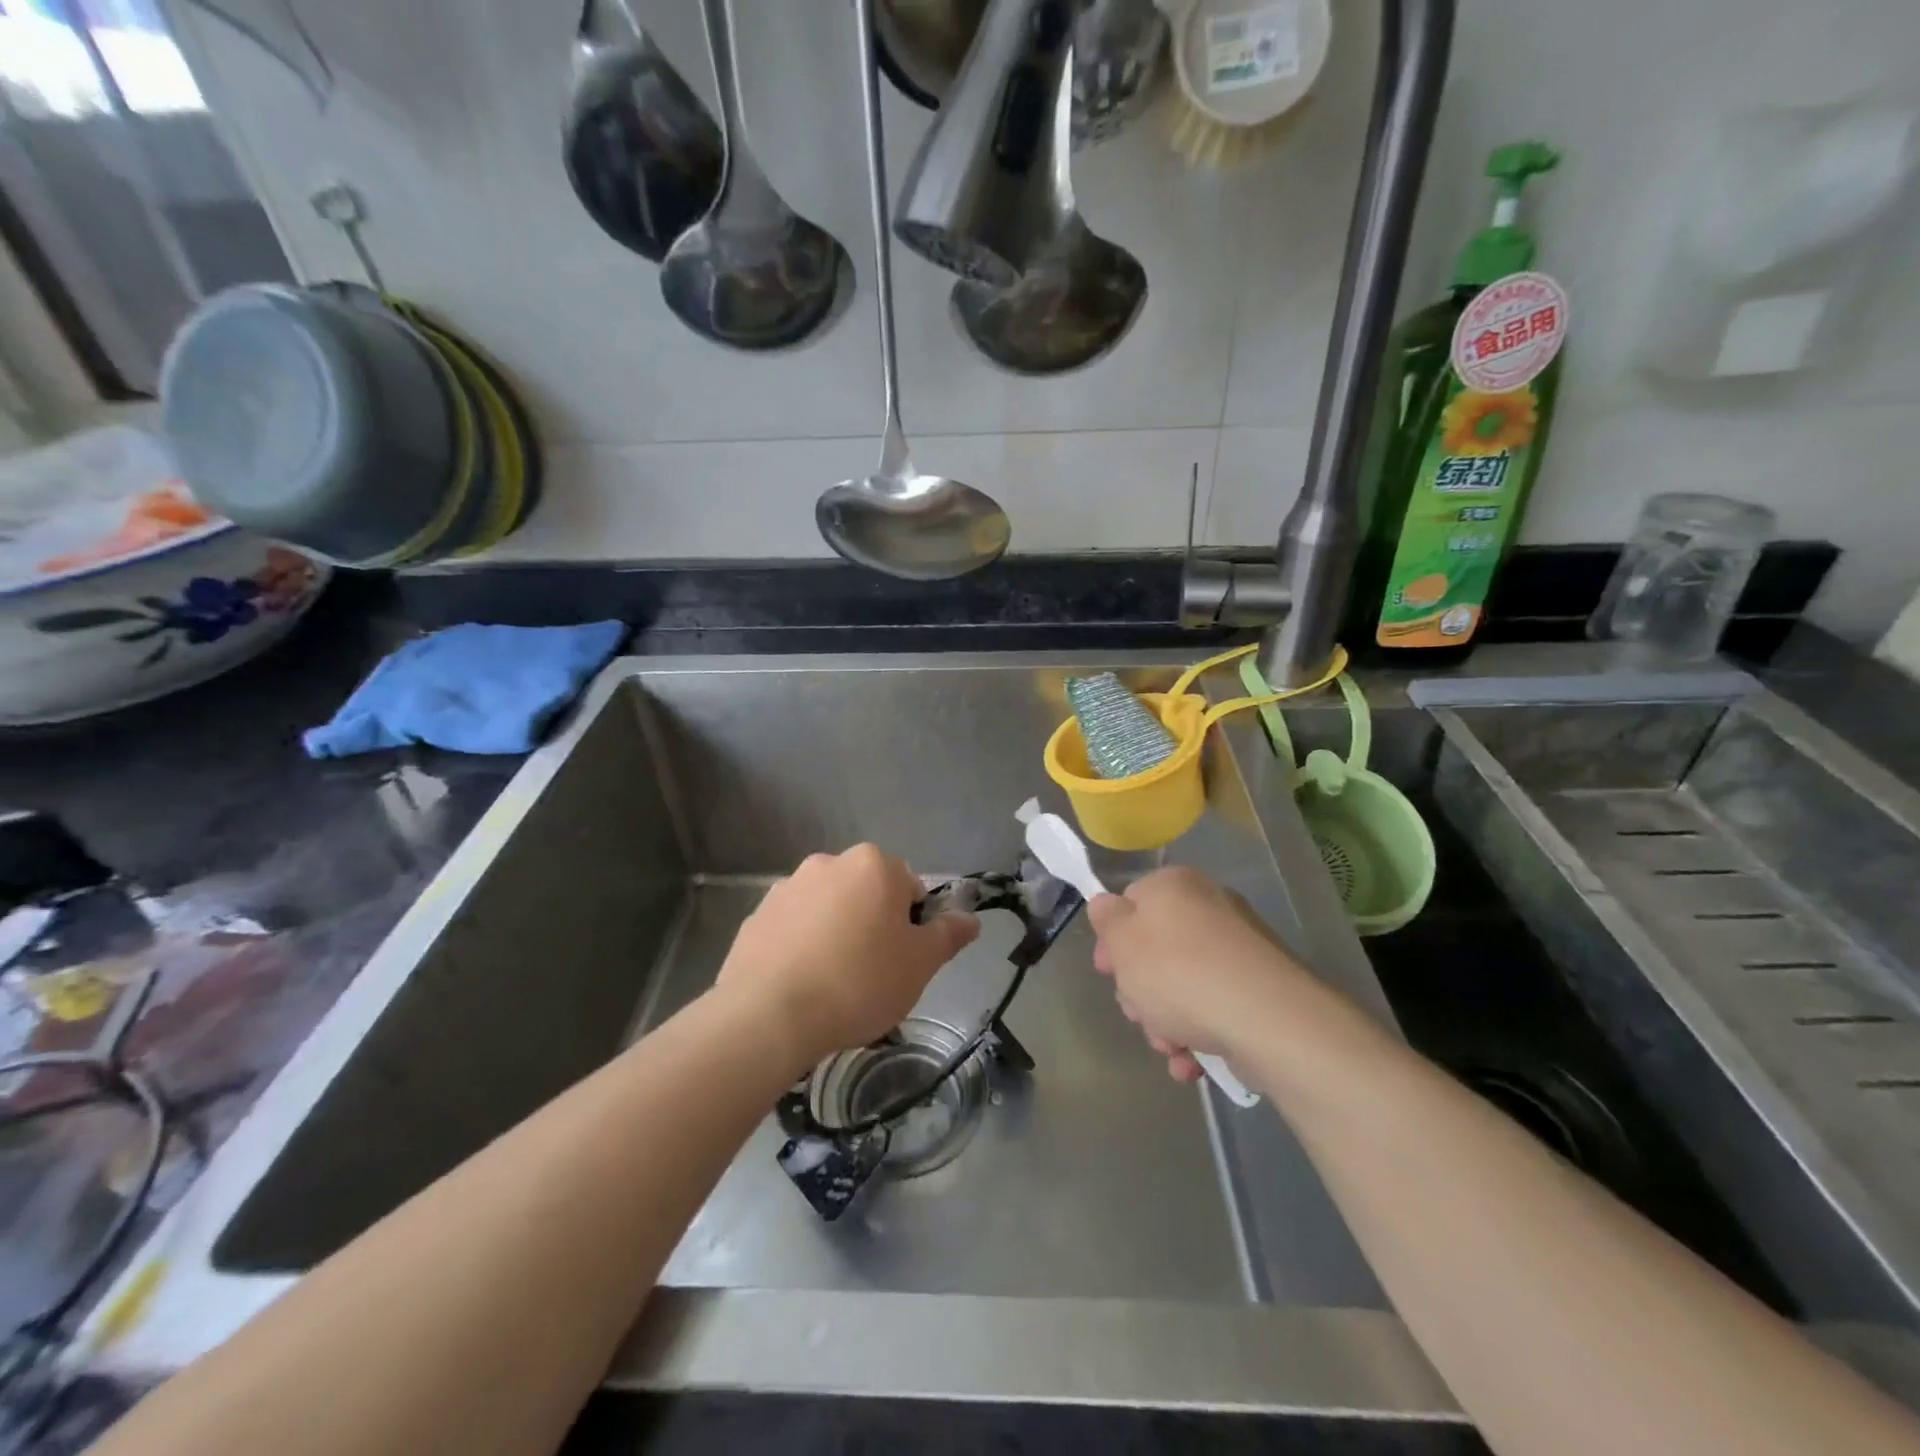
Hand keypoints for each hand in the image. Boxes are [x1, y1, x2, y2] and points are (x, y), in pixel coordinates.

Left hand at [714, 844, 978, 1072]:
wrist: (769, 1015)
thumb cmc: (859, 982)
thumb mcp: (920, 964)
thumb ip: (948, 935)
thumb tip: (971, 918)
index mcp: (873, 865)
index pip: (910, 887)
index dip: (913, 926)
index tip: (904, 961)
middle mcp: (828, 863)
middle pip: (866, 894)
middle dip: (873, 925)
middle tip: (874, 974)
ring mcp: (787, 887)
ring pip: (828, 909)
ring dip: (836, 933)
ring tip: (833, 984)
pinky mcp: (756, 916)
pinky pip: (793, 928)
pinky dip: (802, 946)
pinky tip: (801, 984)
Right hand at [1087, 866, 1310, 1083]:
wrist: (1268, 1021)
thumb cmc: (1180, 973)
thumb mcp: (1123, 943)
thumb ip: (1106, 920)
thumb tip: (1106, 905)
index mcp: (1175, 886)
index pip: (1131, 903)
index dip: (1113, 941)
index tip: (1108, 972)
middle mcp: (1210, 908)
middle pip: (1156, 950)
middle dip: (1140, 990)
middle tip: (1138, 1013)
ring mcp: (1239, 950)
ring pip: (1183, 985)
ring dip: (1166, 1021)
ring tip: (1170, 1047)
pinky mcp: (1260, 990)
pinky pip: (1215, 1007)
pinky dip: (1199, 1034)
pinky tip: (1191, 1062)